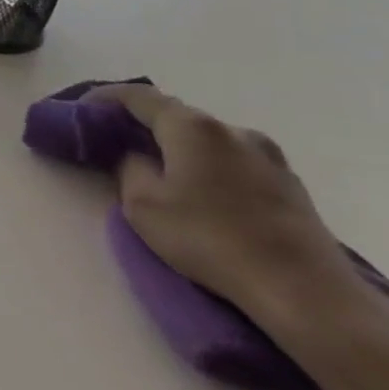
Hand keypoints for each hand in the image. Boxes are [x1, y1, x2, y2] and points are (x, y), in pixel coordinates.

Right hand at [88, 83, 360, 319]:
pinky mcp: (290, 186)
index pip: (138, 96)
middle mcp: (233, 130)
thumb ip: (129, 167)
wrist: (307, 293)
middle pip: (176, 115)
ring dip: (178, 146)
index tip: (81, 110)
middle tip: (115, 141)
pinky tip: (199, 191)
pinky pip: (233, 161)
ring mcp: (269, 158)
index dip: (104, 98)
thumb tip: (136, 156)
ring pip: (207, 139)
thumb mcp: (142, 204)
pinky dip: (206, 164)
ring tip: (157, 168)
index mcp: (193, 127)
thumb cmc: (210, 239)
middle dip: (142, 123)